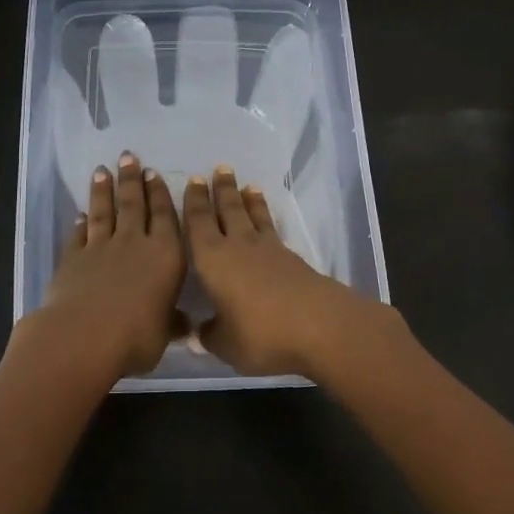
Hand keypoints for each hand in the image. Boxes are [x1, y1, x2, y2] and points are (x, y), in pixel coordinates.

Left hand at [8, 153, 186, 385]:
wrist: (85, 336)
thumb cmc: (137, 336)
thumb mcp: (164, 333)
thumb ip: (172, 323)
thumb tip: (186, 325)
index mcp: (166, 256)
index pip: (166, 217)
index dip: (160, 194)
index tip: (154, 173)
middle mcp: (135, 243)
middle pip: (134, 205)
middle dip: (132, 180)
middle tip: (129, 157)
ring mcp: (101, 248)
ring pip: (105, 212)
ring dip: (104, 191)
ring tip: (103, 170)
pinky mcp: (74, 258)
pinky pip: (79, 235)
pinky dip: (81, 223)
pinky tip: (81, 214)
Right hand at [183, 165, 409, 379]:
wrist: (319, 326)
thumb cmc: (261, 333)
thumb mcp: (227, 344)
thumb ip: (210, 336)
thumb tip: (195, 334)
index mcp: (212, 260)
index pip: (198, 223)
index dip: (194, 202)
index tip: (193, 180)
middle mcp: (237, 246)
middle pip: (228, 210)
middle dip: (222, 190)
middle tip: (220, 169)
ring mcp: (268, 250)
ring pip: (253, 216)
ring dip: (248, 199)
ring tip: (246, 184)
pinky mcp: (291, 259)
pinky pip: (272, 229)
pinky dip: (266, 218)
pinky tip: (267, 221)